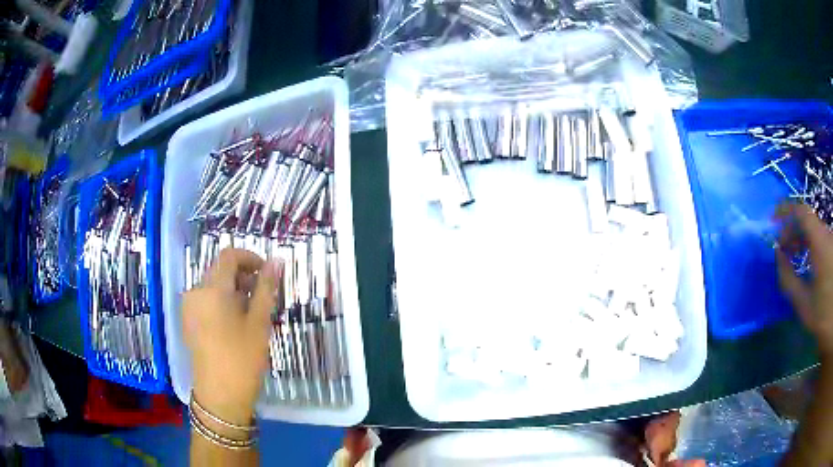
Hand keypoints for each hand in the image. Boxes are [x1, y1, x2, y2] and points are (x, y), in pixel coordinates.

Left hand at [183, 248, 279, 424]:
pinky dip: (222, 302)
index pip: (229, 256)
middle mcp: (196, 291)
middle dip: (244, 277)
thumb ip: (266, 289)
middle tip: (264, 297)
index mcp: (212, 289)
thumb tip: (276, 261)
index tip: (268, 273)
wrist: (220, 396)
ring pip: (214, 286)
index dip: (250, 258)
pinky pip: (206, 300)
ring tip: (252, 314)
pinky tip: (235, 324)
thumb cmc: (242, 359)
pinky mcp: (188, 320)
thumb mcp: (259, 323)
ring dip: (234, 290)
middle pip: (220, 270)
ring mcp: (189, 307)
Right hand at [776, 203, 832, 357]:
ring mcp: (830, 243)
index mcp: (820, 243)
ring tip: (792, 255)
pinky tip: (805, 260)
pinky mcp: (832, 251)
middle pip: (808, 221)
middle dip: (793, 229)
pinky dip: (809, 244)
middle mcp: (826, 236)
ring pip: (814, 230)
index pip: (802, 212)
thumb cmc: (822, 316)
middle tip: (782, 247)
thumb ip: (789, 279)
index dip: (786, 210)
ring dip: (801, 237)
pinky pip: (819, 239)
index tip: (773, 218)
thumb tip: (778, 256)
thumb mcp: (804, 304)